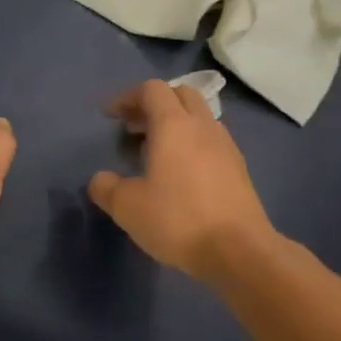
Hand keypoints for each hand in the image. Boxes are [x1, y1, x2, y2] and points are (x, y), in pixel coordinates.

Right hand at [88, 80, 277, 280]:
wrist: (239, 251)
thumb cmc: (178, 219)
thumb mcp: (128, 207)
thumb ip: (107, 188)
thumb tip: (100, 179)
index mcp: (174, 125)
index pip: (151, 90)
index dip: (127, 98)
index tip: (110, 116)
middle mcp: (203, 126)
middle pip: (180, 94)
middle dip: (154, 104)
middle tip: (134, 127)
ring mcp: (226, 146)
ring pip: (200, 117)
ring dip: (176, 123)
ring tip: (156, 151)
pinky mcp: (239, 169)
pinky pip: (212, 141)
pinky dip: (193, 144)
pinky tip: (182, 174)